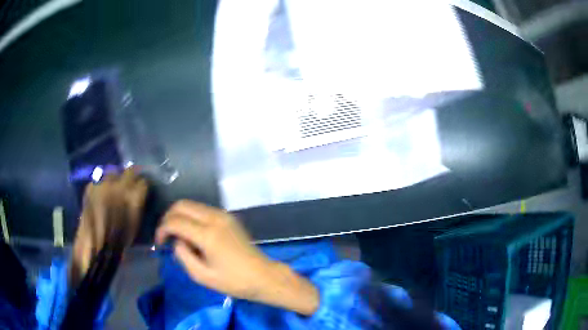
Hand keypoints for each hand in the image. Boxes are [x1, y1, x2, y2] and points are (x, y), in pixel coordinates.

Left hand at [71, 168, 147, 285]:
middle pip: (129, 172)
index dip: (142, 186)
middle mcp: (118, 186)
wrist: (95, 246)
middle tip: (130, 185)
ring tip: (114, 189)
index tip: (142, 190)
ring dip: (116, 179)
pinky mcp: (91, 186)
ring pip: (113, 173)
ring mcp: (103, 184)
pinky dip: (103, 185)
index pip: (142, 182)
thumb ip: (137, 205)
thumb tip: (138, 194)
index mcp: (132, 198)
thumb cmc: (119, 241)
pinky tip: (102, 195)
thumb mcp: (135, 224)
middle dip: (130, 178)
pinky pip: (100, 179)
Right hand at [156, 201, 318, 314]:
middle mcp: (215, 218)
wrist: (263, 276)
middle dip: (169, 218)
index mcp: (208, 234)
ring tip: (179, 237)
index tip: (160, 243)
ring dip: (180, 216)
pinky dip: (192, 217)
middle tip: (166, 236)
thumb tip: (176, 241)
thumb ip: (183, 256)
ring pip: (192, 205)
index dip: (162, 229)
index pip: (175, 221)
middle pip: (182, 205)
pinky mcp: (228, 217)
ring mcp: (223, 215)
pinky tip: (193, 234)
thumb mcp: (202, 276)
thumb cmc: (234, 282)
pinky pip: (203, 209)